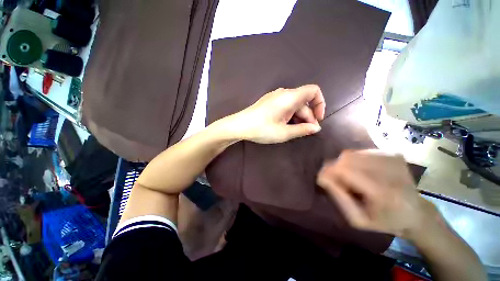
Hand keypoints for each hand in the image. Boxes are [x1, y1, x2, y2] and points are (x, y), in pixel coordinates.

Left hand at [226, 85, 324, 143]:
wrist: (239, 126)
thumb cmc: (262, 129)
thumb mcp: (284, 132)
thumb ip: (302, 130)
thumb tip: (316, 128)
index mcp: (290, 97)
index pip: (313, 91)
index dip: (320, 104)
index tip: (317, 119)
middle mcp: (284, 93)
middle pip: (303, 101)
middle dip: (308, 116)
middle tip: (306, 132)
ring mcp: (275, 97)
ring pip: (294, 105)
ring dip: (298, 117)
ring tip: (295, 131)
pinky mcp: (270, 102)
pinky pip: (285, 106)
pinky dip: (290, 115)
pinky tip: (286, 126)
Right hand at [317, 150, 437, 238]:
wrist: (417, 213)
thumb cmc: (385, 221)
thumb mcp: (358, 219)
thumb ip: (338, 197)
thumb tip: (321, 177)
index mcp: (383, 192)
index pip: (345, 171)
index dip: (328, 171)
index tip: (320, 178)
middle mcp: (389, 170)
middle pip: (347, 158)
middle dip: (334, 167)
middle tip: (336, 180)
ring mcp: (392, 158)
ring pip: (352, 153)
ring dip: (344, 164)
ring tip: (351, 177)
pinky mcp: (393, 153)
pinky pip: (361, 152)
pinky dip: (355, 160)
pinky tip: (362, 171)